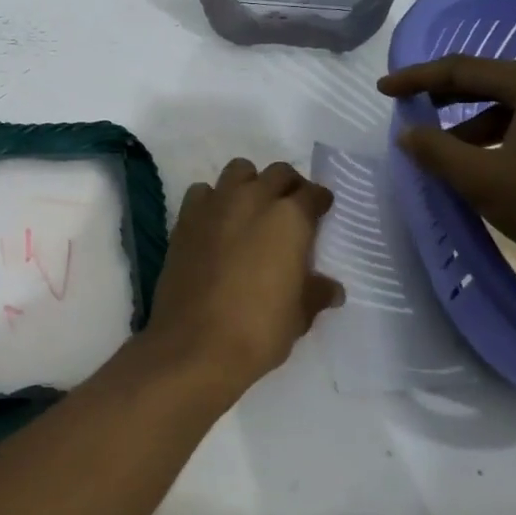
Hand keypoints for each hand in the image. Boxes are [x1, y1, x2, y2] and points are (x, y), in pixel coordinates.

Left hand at [142, 159, 342, 397]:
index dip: (319, 201)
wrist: (195, 343)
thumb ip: (316, 293)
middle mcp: (252, 200)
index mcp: (289, 219)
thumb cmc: (258, 329)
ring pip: (238, 171)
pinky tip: (217, 222)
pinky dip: (213, 199)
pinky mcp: (185, 218)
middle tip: (291, 206)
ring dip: (250, 183)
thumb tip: (331, 288)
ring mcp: (215, 205)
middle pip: (277, 173)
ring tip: (253, 208)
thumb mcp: (299, 315)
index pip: (312, 194)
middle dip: (288, 185)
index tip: (321, 210)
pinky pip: (203, 192)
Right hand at [379, 56, 515, 295]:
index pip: (463, 69)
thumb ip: (436, 151)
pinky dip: (507, 137)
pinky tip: (495, 165)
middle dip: (447, 97)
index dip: (417, 78)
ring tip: (451, 152)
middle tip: (412, 110)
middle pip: (492, 82)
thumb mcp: (481, 179)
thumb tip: (408, 134)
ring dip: (476, 124)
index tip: (383, 89)